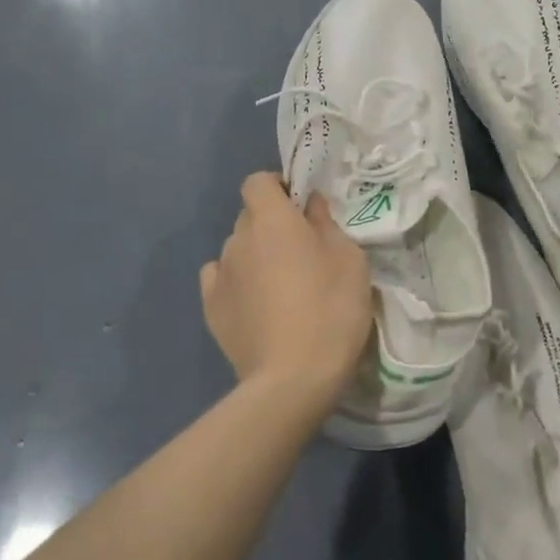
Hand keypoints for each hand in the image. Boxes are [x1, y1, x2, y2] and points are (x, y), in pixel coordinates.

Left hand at [200, 173, 373, 399]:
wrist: (293, 378)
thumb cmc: (331, 309)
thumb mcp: (349, 260)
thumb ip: (327, 224)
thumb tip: (311, 206)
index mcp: (272, 220)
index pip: (258, 181)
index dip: (277, 187)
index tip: (300, 207)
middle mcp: (238, 239)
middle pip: (249, 216)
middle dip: (271, 225)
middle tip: (301, 250)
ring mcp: (220, 274)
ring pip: (237, 249)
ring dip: (256, 255)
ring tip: (280, 286)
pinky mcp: (211, 308)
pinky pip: (222, 279)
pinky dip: (237, 282)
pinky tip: (256, 303)